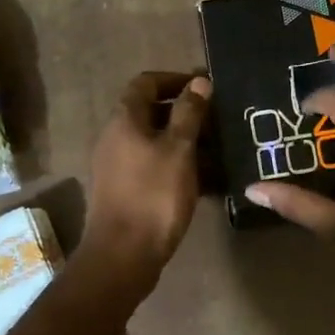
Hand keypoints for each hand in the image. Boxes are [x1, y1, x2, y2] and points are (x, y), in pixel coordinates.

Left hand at [80, 71, 210, 286]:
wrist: (123, 255)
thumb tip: (199, 82)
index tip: (205, 87)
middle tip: (218, 120)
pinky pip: (154, 166)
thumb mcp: (179, 149)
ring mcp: (118, 166)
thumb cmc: (154, 195)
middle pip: (151, 112)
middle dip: (185, 113)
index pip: (146, 82)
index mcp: (124, 120)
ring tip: (219, 150)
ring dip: (185, 141)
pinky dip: (177, 165)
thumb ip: (189, 113)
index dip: (175, 79)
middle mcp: (116, 137)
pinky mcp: (125, 191)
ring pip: (155, 141)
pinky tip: (205, 180)